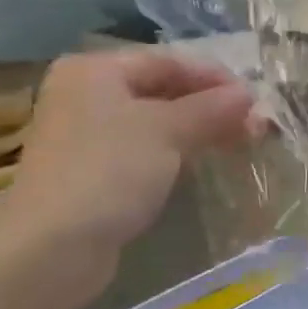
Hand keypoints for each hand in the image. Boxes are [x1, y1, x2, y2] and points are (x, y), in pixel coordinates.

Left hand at [0, 49, 259, 300]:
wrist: (52, 247)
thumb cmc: (110, 171)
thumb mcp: (168, 130)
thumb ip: (212, 108)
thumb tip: (249, 94)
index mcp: (95, 70)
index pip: (167, 61)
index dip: (214, 77)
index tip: (254, 98)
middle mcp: (86, 95)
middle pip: (161, 90)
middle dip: (209, 106)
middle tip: (253, 125)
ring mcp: (86, 136)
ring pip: (154, 123)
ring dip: (197, 130)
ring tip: (239, 142)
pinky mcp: (92, 173)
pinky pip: (143, 151)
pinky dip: (175, 153)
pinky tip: (201, 163)